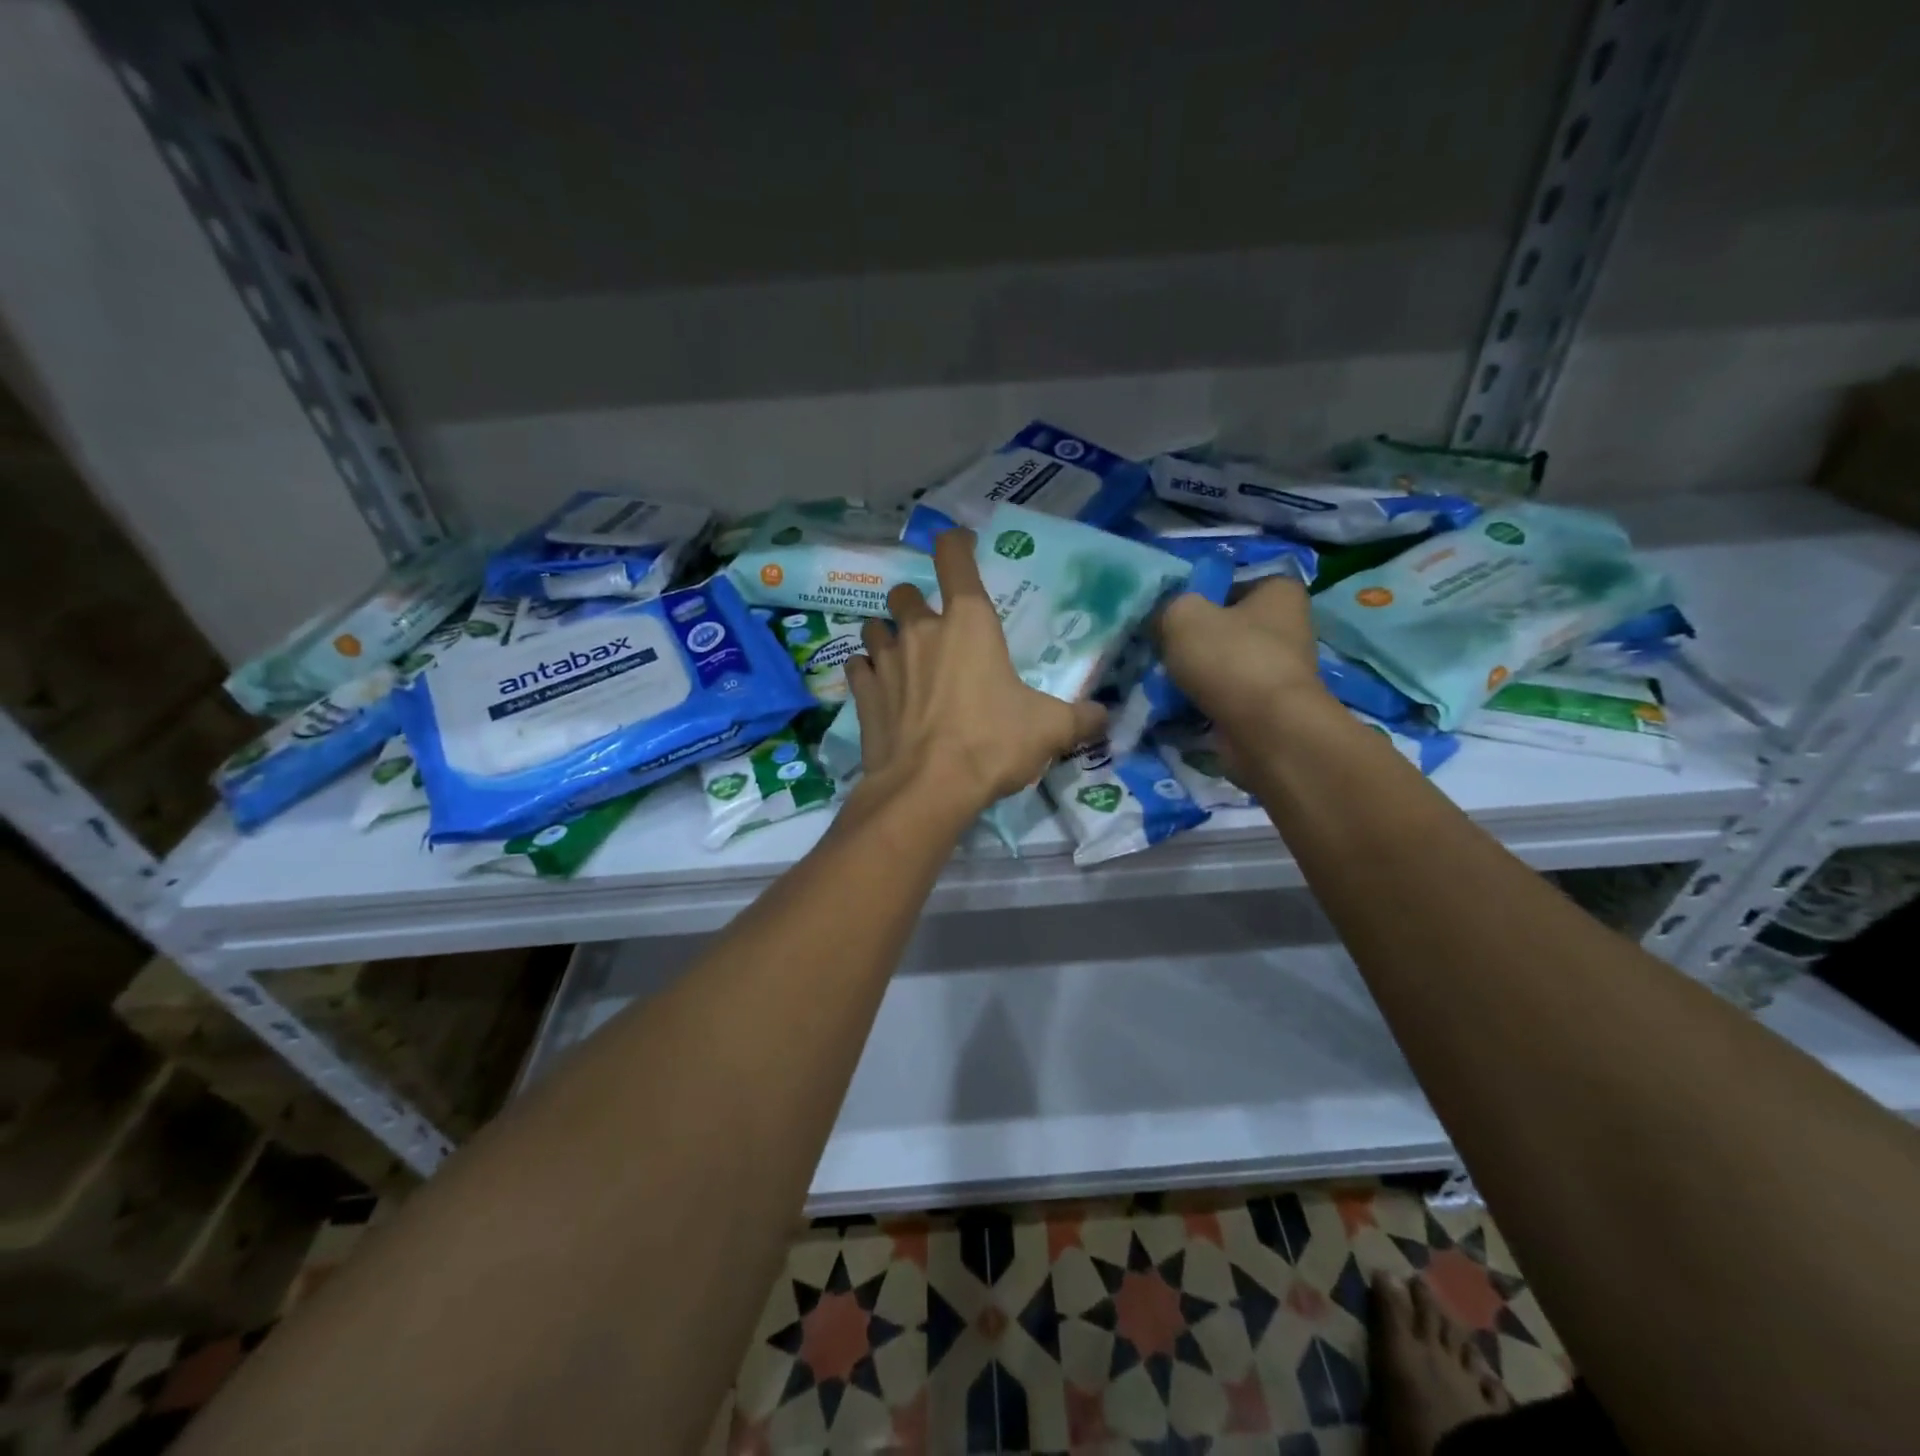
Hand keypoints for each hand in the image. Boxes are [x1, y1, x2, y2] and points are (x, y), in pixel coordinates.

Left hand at [844, 529, 1105, 821]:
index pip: (954, 557)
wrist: (928, 789)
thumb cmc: (992, 744)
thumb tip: (1104, 717)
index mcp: (969, 623)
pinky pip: (858, 667)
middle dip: (916, 604)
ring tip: (902, 657)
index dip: (955, 545)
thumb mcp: (1049, 730)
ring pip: (874, 627)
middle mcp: (921, 630)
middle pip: (905, 593)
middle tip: (933, 630)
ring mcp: (886, 660)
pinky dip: (867, 672)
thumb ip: (1081, 718)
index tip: (960, 548)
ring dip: (887, 635)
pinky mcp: (863, 693)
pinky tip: (879, 688)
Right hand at [1156, 576, 1327, 737]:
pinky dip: (1203, 699)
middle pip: (1225, 624)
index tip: (1168, 611)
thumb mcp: (1182, 615)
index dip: (1197, 592)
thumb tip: (1161, 619)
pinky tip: (1178, 704)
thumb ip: (1167, 606)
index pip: (1231, 580)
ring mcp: (1279, 669)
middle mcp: (1288, 625)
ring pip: (1222, 662)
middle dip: (1193, 637)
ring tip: (1163, 678)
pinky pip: (1224, 694)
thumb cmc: (1231, 658)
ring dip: (1195, 671)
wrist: (1266, 731)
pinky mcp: (1267, 705)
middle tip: (1159, 645)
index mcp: (1279, 591)